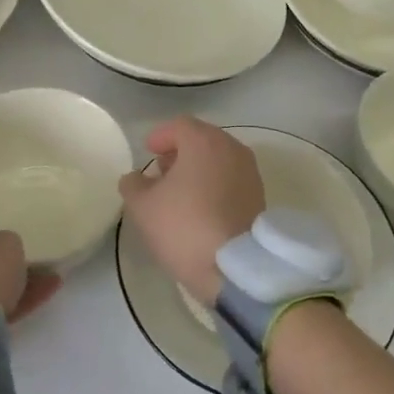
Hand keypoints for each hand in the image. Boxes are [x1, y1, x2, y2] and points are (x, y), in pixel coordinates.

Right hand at [118, 117, 264, 305]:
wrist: (235, 267)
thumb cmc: (184, 226)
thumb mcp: (143, 207)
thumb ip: (133, 184)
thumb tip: (135, 178)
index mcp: (204, 141)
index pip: (179, 126)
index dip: (161, 136)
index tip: (148, 151)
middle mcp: (232, 148)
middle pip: (202, 140)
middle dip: (180, 152)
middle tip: (161, 172)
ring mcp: (250, 172)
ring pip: (219, 159)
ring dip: (199, 169)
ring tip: (180, 193)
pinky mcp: (260, 196)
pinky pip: (231, 179)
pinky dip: (215, 184)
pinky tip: (201, 207)